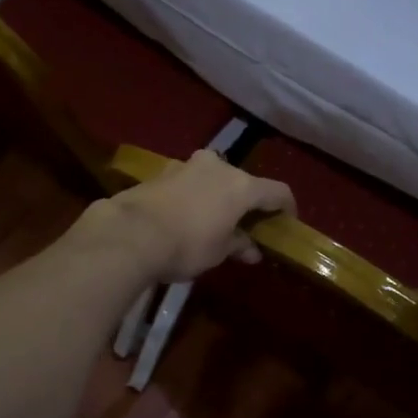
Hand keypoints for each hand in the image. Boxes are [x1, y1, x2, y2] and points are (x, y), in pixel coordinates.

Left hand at [84, 150, 294, 283]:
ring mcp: (187, 165)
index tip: (287, 221)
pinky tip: (185, 216)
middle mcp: (218, 167)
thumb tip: (251, 249)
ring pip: (212, 178)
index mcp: (241, 185)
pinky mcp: (161, 172)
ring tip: (212, 219)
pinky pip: (188, 182)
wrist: (131, 233)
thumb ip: (238, 245)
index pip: (277, 191)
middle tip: (245, 224)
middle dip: (246, 202)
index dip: (287, 206)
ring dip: (217, 196)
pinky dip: (193, 196)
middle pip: (242, 181)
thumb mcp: (218, 252)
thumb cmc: (186, 245)